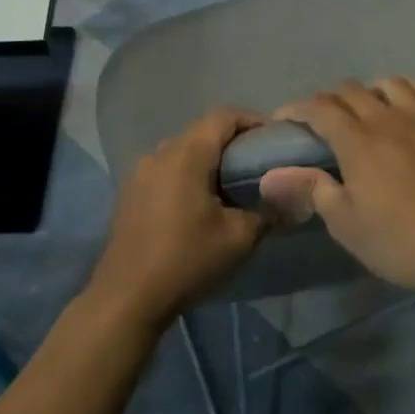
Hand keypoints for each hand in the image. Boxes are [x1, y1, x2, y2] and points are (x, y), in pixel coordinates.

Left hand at [83, 107, 267, 334]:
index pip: (224, 116)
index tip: (274, 140)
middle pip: (202, 131)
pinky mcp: (130, 192)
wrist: (127, 297)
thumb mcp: (239, 238)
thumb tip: (287, 199)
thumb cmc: (186, 259)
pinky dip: (188, 175)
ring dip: (208, 160)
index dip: (253, 121)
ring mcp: (140, 171)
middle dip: (233, 142)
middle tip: (258, 166)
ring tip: (232, 186)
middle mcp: (160, 152)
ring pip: (183, 151)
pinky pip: (166, 169)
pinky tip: (200, 204)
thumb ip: (267, 212)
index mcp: (187, 153)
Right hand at [259, 79, 414, 297]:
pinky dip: (409, 90)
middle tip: (322, 125)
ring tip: (366, 112)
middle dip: (329, 101)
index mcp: (356, 141)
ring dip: (369, 92)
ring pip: (388, 84)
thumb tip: (270, 174)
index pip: (318, 108)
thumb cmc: (400, 240)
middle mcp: (386, 118)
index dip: (295, 109)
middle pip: (350, 91)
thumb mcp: (345, 223)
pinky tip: (406, 105)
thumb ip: (309, 189)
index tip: (283, 121)